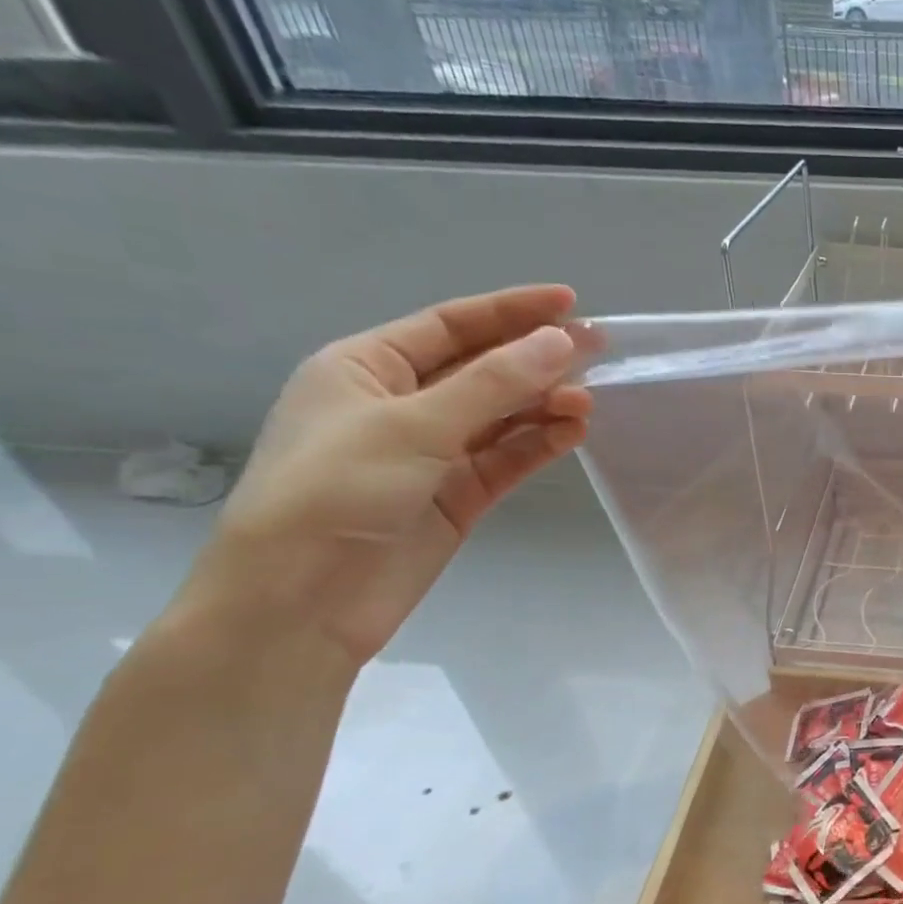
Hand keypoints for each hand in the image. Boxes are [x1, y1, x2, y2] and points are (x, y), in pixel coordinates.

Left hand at [182, 285, 595, 669]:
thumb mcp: (413, 424)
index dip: (510, 311)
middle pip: (482, 370)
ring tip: (588, 403)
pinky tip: (573, 433)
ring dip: (544, 405)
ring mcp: (432, 453)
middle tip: (599, 351)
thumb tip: (562, 342)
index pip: (451, 325)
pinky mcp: (457, 496)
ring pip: (502, 416)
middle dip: (537, 360)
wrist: (303, 600)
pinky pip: (507, 458)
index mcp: (366, 368)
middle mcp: (401, 404)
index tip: (570, 303)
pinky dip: (540, 444)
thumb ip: (494, 383)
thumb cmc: (337, 491)